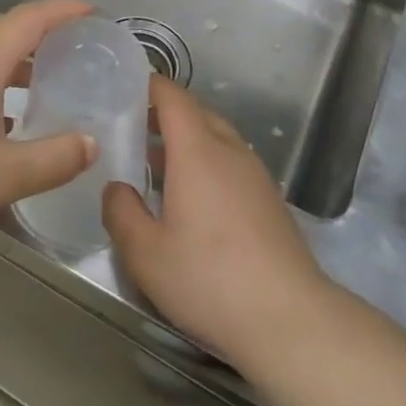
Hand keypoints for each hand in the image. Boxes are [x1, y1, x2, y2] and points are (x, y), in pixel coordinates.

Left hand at [0, 0, 98, 244]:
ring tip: (48, 78)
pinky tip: (5, 116)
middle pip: (7, 26)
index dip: (64, 10)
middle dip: (44, 28)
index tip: (94, 13)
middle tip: (77, 45)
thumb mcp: (2, 176)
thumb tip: (92, 144)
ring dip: (19, 54)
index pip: (30, 18)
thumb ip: (54, 159)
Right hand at [103, 77, 327, 369]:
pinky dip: (206, 164)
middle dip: (163, 115)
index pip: (172, 96)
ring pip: (216, 138)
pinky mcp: (269, 200)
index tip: (123, 88)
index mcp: (198, 150)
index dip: (148, 86)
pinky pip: (231, 163)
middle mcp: (229, 150)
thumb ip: (121, 212)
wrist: (289, 319)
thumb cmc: (209, 279)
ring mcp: (255, 174)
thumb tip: (116, 188)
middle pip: (196, 113)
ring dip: (186, 142)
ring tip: (154, 166)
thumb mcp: (145, 253)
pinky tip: (191, 200)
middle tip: (130, 129)